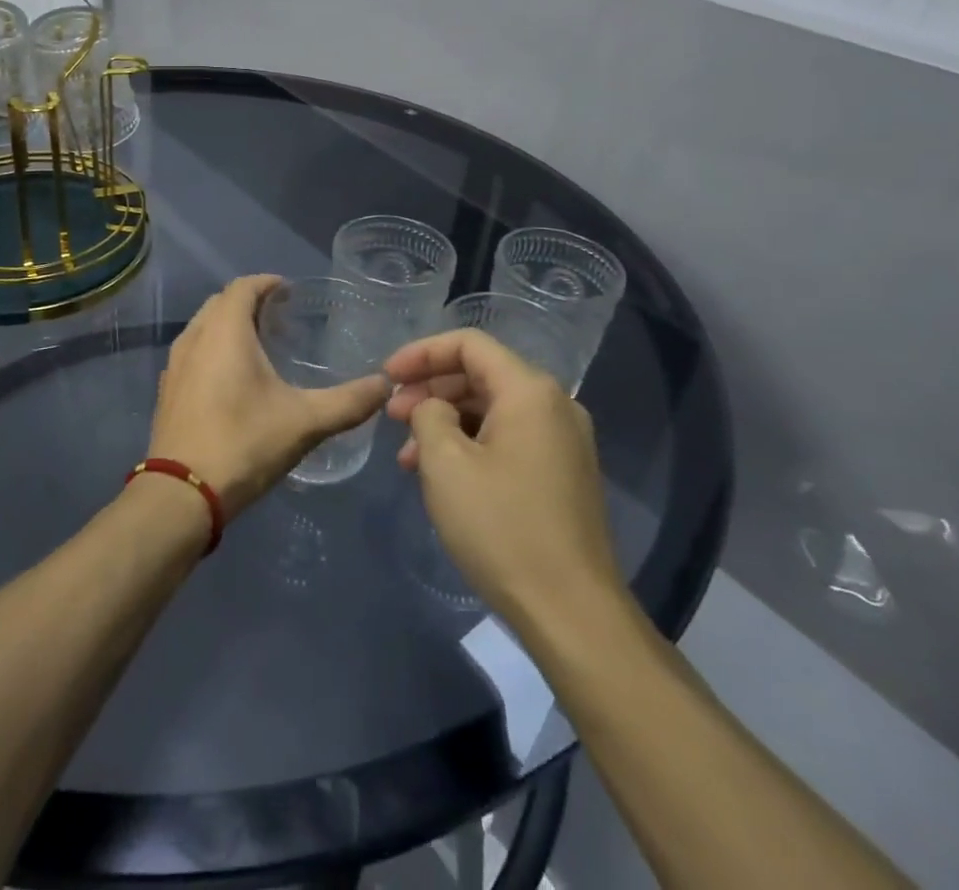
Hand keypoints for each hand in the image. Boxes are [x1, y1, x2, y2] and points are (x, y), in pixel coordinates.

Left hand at [150, 276, 390, 518]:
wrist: (181, 494)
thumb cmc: (244, 443)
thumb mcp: (305, 422)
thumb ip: (348, 402)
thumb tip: (385, 385)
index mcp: (225, 331)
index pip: (243, 286)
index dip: (267, 283)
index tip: (290, 291)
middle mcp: (194, 337)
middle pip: (220, 303)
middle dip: (248, 302)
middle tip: (280, 317)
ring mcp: (176, 364)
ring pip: (203, 327)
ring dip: (228, 326)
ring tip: (259, 345)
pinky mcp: (167, 391)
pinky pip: (192, 352)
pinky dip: (212, 350)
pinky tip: (232, 379)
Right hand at [386, 328, 625, 625]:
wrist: (572, 613)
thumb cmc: (502, 528)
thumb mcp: (445, 464)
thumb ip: (428, 415)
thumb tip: (434, 408)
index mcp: (530, 391)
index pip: (468, 344)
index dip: (421, 353)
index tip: (386, 377)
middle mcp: (554, 405)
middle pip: (481, 374)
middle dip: (430, 389)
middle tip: (391, 417)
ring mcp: (564, 441)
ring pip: (492, 410)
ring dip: (446, 422)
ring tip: (408, 457)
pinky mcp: (563, 474)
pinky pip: (509, 439)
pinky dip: (471, 445)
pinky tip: (442, 476)